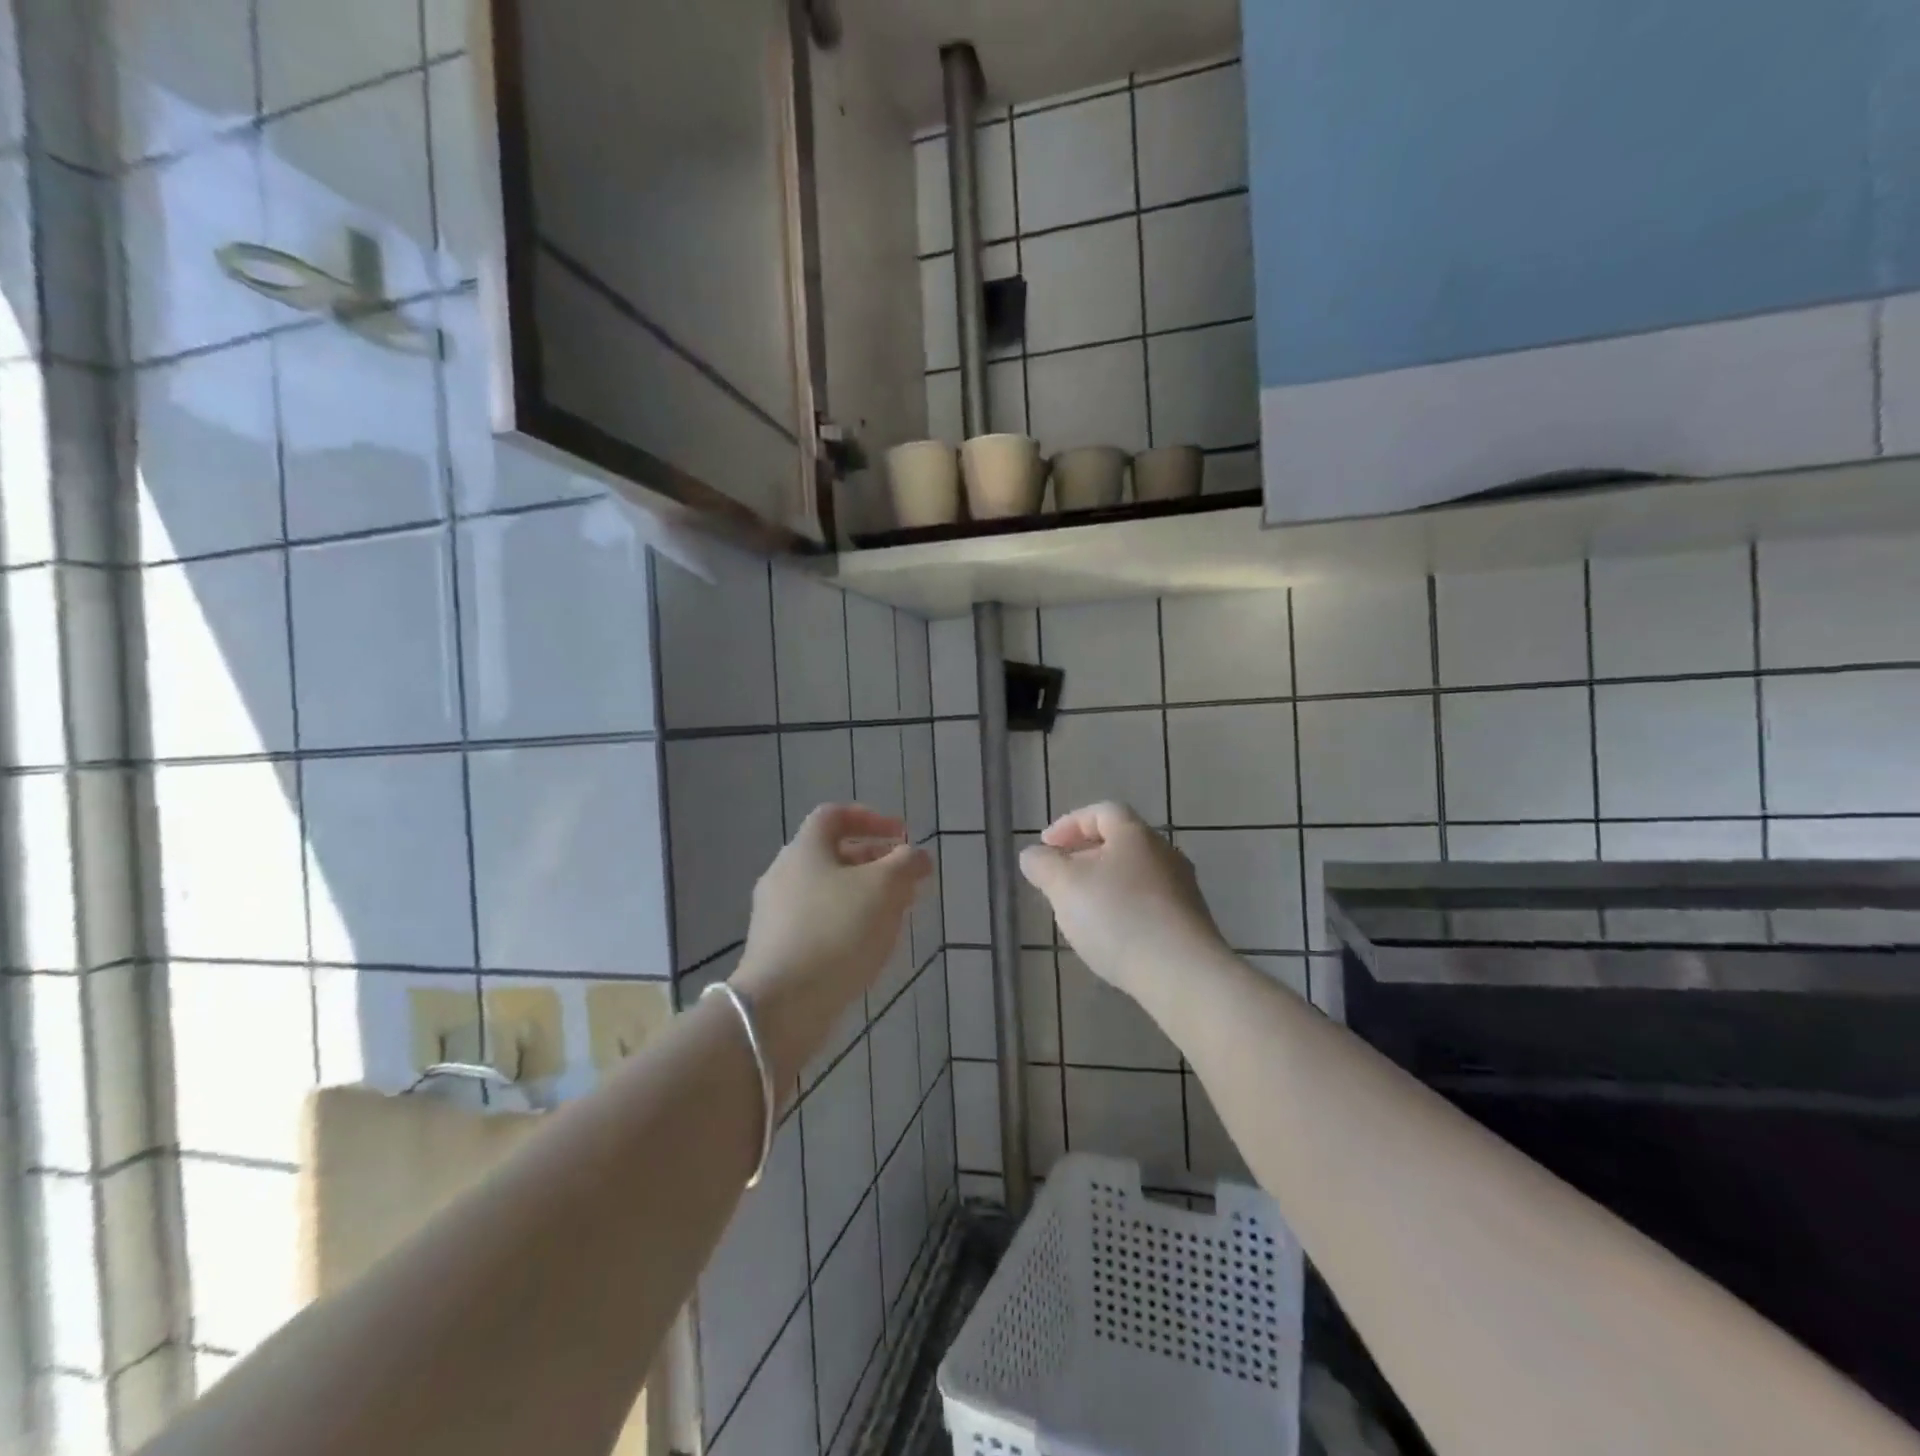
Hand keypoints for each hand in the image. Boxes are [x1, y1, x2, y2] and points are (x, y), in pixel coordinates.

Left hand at [733, 805, 931, 1084]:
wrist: (782, 1005)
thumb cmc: (837, 931)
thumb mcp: (884, 888)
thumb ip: (906, 864)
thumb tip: (917, 856)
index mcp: (804, 849)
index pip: (835, 815)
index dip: (871, 819)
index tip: (902, 836)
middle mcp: (783, 875)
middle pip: (833, 855)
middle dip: (874, 862)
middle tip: (906, 880)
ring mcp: (775, 915)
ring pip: (827, 891)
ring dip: (863, 895)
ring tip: (895, 915)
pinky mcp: (776, 949)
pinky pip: (817, 923)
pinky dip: (846, 923)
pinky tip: (867, 947)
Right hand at [1020, 801, 1228, 1001]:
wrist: (1183, 974)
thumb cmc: (1118, 917)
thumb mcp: (1065, 886)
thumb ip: (1043, 865)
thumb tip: (1033, 855)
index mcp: (1135, 834)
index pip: (1101, 811)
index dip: (1069, 824)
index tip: (1046, 846)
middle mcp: (1164, 853)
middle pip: (1120, 843)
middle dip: (1085, 856)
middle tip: (1059, 879)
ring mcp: (1182, 889)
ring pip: (1134, 875)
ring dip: (1104, 885)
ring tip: (1080, 911)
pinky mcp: (1190, 922)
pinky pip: (1149, 904)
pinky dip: (1124, 909)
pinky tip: (1111, 936)